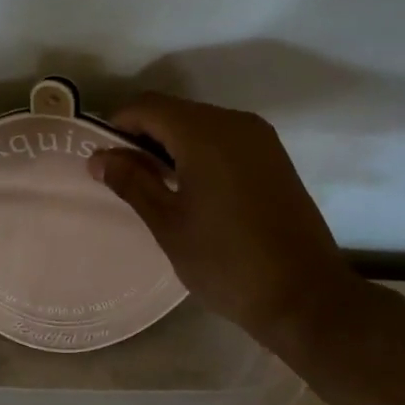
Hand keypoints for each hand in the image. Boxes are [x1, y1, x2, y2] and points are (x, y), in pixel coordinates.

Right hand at [89, 93, 367, 339]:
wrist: (306, 297)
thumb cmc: (227, 262)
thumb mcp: (168, 224)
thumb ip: (131, 181)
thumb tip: (98, 157)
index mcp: (204, 133)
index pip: (146, 106)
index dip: (116, 126)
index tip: (102, 160)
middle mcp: (234, 122)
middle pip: (173, 111)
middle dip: (143, 135)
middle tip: (124, 177)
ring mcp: (259, 138)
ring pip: (199, 123)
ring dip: (171, 143)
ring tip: (155, 185)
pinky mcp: (274, 156)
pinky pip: (223, 138)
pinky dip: (199, 151)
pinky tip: (191, 187)